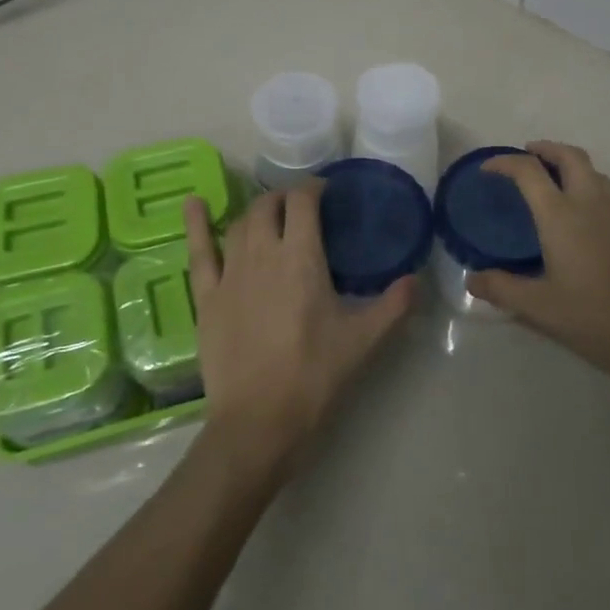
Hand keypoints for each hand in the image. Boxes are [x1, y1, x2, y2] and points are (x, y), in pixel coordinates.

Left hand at [184, 184, 415, 474]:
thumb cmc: (314, 376)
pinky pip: (199, 252)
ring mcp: (229, 274)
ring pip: (240, 224)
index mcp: (301, 258)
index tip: (326, 190)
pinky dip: (197, 224)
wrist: (258, 421)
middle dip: (285, 197)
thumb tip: (416, 279)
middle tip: (302, 207)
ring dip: (256, 211)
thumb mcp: (363, 341)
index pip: (303, 202)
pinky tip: (194, 204)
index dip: (314, 188)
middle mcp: (262, 254)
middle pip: (268, 206)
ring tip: (269, 212)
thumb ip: (393, 305)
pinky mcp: (206, 297)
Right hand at [467, 142, 609, 389]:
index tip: (488, 168)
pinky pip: (605, 190)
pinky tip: (576, 213)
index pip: (530, 171)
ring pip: (592, 170)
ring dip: (568, 163)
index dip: (505, 162)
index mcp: (562, 216)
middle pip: (570, 156)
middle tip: (525, 157)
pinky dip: (585, 183)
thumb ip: (502, 289)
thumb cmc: (594, 317)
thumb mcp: (539, 307)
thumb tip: (472, 279)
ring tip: (549, 180)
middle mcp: (590, 203)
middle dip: (545, 149)